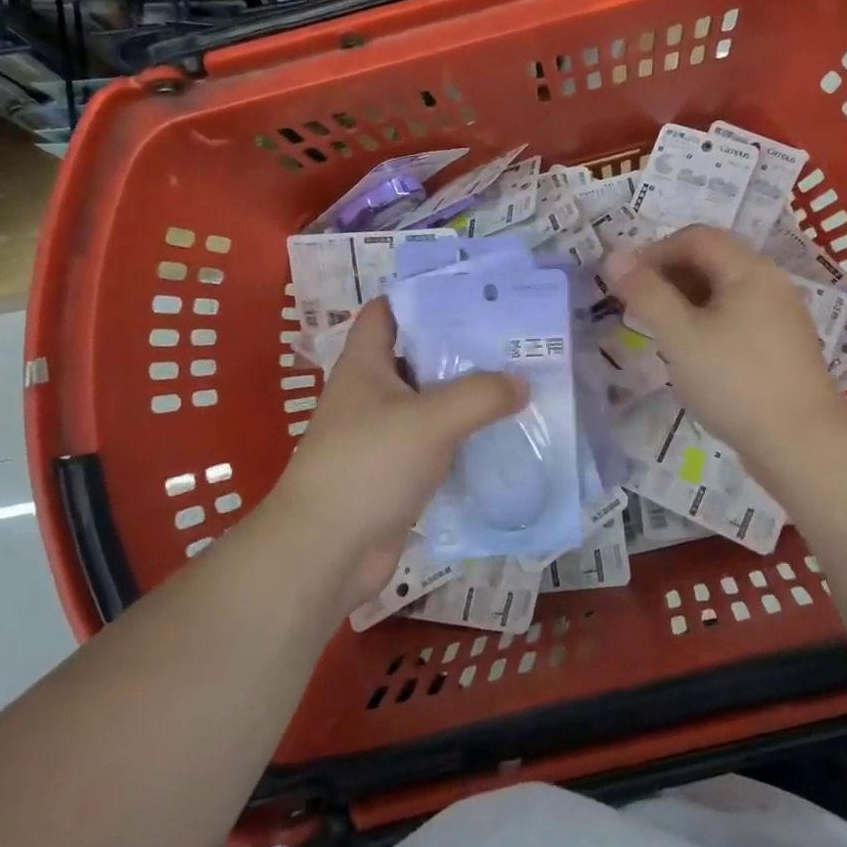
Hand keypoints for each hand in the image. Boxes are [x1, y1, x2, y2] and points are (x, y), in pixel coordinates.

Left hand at [266, 298, 526, 611]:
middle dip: (460, 347)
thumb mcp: (430, 420)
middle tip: (512, 338)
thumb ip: (480, 395)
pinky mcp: (397, 473)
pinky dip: (464, 438)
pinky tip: (502, 436)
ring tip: (518, 382)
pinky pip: (437, 444)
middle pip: (418, 356)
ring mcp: (383, 435)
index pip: (387, 312)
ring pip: (431, 403)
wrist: (325, 552)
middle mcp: (372, 394)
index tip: (471, 294)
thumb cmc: (369, 466)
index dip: (422, 297)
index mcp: (365, 365)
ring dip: (467, 396)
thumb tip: (521, 383)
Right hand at [608, 226, 846, 473]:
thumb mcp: (680, 335)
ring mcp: (780, 316)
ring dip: (685, 302)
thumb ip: (646, 293)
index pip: (695, 238)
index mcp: (749, 269)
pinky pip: (737, 319)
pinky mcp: (781, 348)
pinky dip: (707, 324)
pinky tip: (692, 355)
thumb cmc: (735, 381)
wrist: (802, 445)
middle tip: (636, 307)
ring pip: (724, 293)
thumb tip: (614, 256)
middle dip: (668, 276)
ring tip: (659, 332)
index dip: (654, 251)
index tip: (624, 282)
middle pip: (712, 261)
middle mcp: (770, 283)